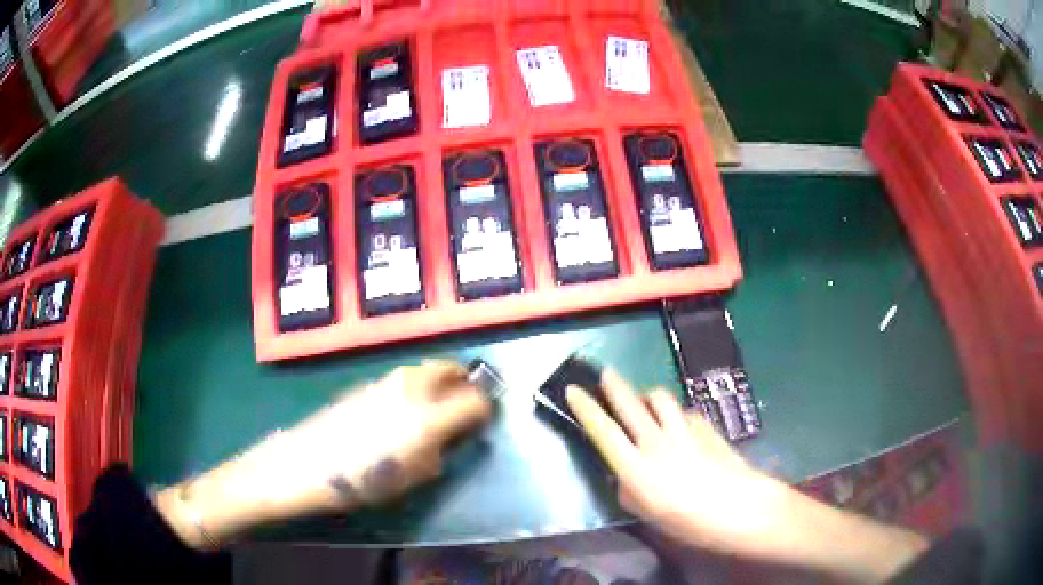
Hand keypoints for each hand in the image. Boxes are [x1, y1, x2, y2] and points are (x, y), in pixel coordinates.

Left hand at [155, 361, 491, 547]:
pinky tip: (402, 409)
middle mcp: (411, 387)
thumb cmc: (362, 481)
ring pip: (425, 368)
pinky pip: (402, 377)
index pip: (476, 399)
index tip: (486, 419)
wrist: (305, 464)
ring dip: (440, 380)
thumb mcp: (413, 477)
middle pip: (450, 367)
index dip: (487, 408)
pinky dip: (415, 385)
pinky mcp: (365, 383)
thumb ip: (442, 451)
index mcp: (429, 415)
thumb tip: (454, 435)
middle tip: (467, 400)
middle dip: (465, 380)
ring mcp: (385, 380)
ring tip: (437, 404)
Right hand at [565, 370, 778, 553]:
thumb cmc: (688, 521)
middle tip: (605, 373)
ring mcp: (682, 430)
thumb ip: (628, 491)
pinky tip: (678, 422)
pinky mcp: (704, 426)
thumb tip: (623, 475)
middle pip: (629, 404)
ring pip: (659, 398)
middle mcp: (655, 442)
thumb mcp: (647, 514)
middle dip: (613, 385)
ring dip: (646, 395)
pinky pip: (682, 410)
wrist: (737, 507)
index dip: (585, 408)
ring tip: (644, 399)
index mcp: (635, 467)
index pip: (603, 431)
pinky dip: (674, 411)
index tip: (572, 390)